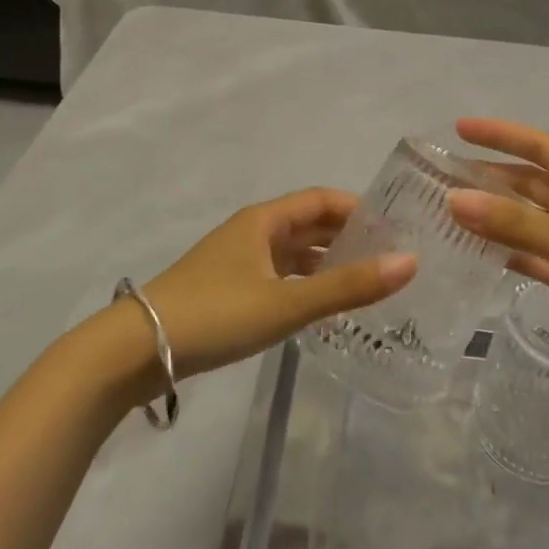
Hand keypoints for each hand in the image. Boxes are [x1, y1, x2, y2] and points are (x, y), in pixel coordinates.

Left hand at [132, 189, 414, 382]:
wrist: (137, 350)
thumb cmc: (216, 314)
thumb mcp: (287, 302)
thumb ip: (348, 286)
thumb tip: (410, 262)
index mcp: (265, 220)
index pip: (322, 199)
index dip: (359, 208)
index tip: (396, 227)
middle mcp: (252, 232)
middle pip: (309, 223)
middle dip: (348, 235)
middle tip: (391, 257)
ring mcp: (238, 260)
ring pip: (293, 251)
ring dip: (327, 261)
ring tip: (366, 281)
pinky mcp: (228, 288)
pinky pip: (279, 275)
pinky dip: (305, 282)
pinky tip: (321, 305)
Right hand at [448, 119, 548, 405]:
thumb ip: (518, 226)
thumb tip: (454, 199)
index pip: (541, 147)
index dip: (500, 136)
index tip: (458, 128)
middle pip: (532, 184)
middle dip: (491, 179)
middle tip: (439, 177)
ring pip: (533, 222)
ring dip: (497, 218)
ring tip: (448, 212)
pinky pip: (540, 257)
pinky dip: (513, 254)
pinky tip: (479, 254)